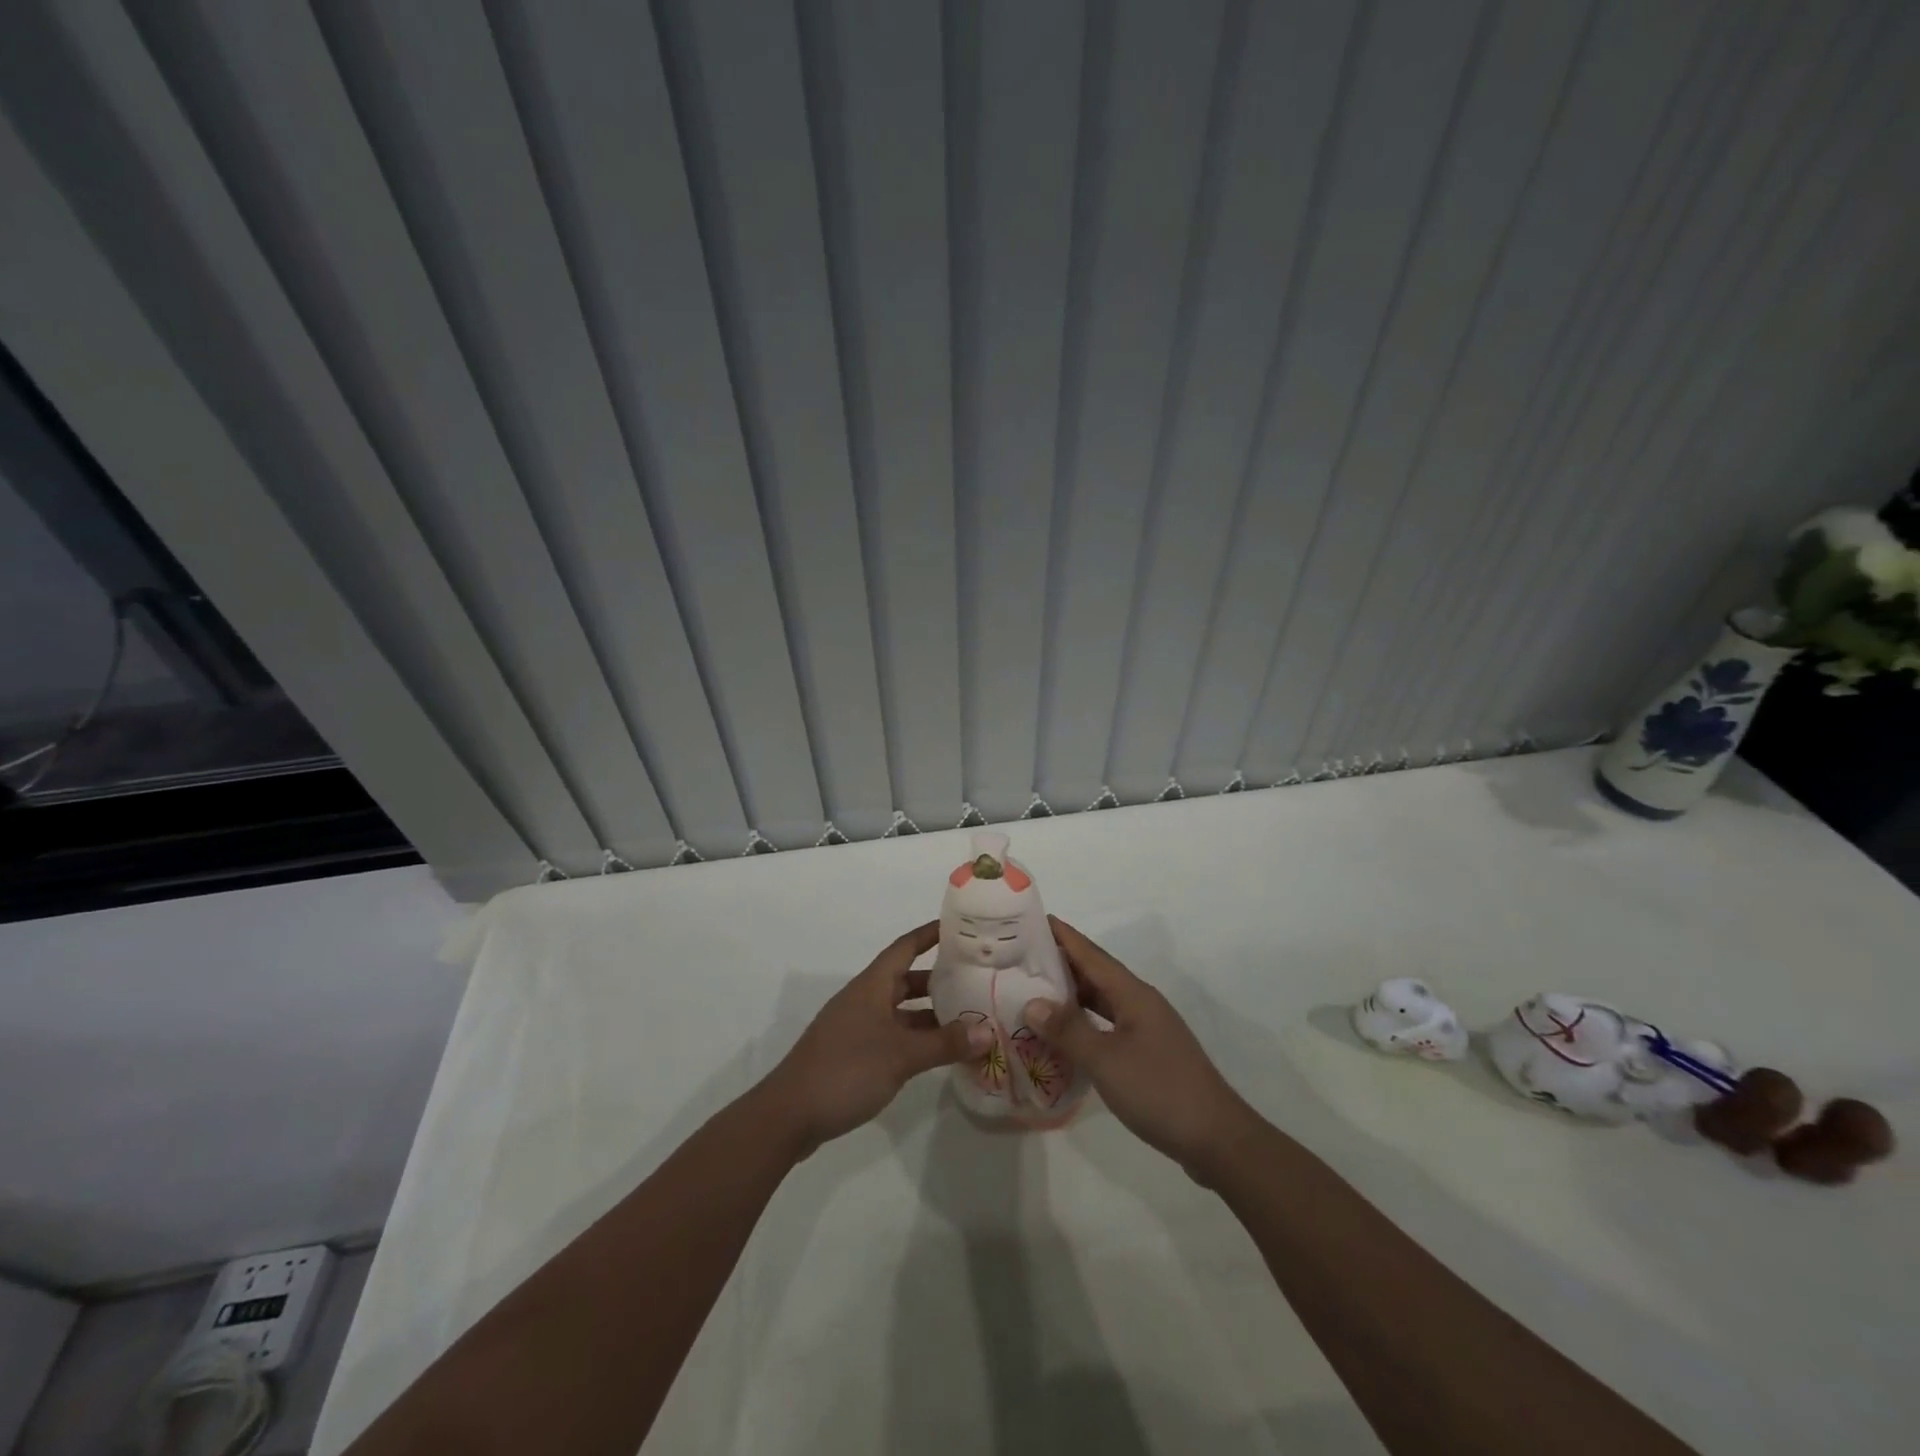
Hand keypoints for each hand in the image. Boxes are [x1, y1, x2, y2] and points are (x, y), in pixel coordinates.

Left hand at [761, 922, 992, 1155]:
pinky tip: (940, 1053)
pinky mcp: (854, 1054)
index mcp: (872, 985)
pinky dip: (917, 1039)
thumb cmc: (846, 1070)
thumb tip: (988, 1031)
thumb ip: (945, 1043)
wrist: (790, 1115)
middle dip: (940, 979)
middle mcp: (865, 999)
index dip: (931, 933)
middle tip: (976, 980)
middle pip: (906, 979)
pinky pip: (894, 1035)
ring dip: (931, 1014)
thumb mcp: (902, 1055)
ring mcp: (857, 1027)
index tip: (960, 926)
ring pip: (901, 1011)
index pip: (906, 946)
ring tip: (969, 1020)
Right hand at [1026, 917, 1260, 1182]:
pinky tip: (1065, 1034)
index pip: (1090, 954)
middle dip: (1061, 962)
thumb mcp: (1106, 1060)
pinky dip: (1084, 1022)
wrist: (1216, 1138)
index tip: (1031, 920)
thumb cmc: (1159, 1090)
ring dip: (1071, 994)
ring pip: (1102, 1000)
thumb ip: (1068, 1030)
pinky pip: (1107, 1024)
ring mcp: (1147, 1029)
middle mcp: (1140, 1003)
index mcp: (1133, 994)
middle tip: (1021, 958)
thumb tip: (1032, 1003)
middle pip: (1095, 973)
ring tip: (1034, 991)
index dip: (1062, 936)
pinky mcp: (1148, 1053)